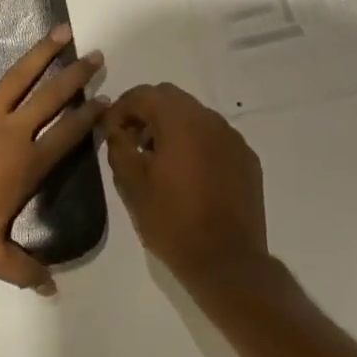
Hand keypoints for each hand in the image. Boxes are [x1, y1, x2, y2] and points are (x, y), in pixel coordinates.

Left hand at [0, 21, 105, 292]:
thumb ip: (24, 270)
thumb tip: (51, 289)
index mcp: (25, 165)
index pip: (67, 135)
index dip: (89, 117)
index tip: (107, 99)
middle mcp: (8, 132)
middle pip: (51, 98)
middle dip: (76, 76)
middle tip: (96, 55)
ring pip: (16, 78)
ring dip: (39, 54)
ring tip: (60, 31)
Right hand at [100, 84, 268, 284]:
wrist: (226, 261)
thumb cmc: (172, 221)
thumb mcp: (132, 184)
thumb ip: (119, 146)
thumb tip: (116, 129)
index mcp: (181, 121)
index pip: (144, 94)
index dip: (121, 108)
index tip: (109, 131)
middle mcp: (211, 120)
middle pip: (171, 99)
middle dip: (147, 113)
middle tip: (132, 142)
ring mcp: (234, 139)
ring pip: (195, 116)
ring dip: (172, 127)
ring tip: (158, 160)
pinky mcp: (247, 160)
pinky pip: (215, 138)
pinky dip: (196, 144)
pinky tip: (188, 174)